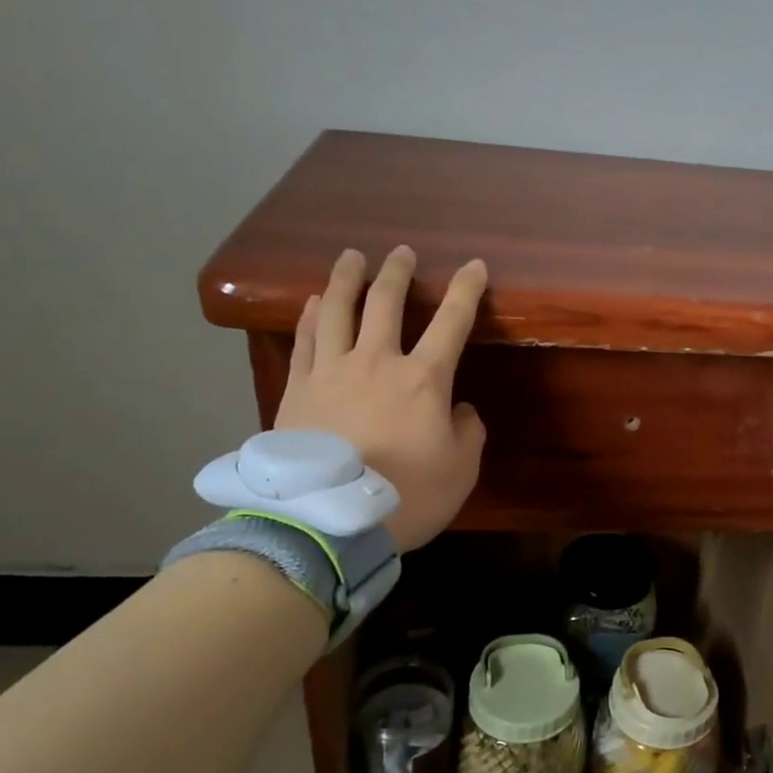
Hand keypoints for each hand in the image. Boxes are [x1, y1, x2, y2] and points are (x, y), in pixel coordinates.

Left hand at [275, 246, 487, 551]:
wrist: (331, 520)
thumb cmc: (408, 495)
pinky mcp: (298, 389)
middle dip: (398, 272)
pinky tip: (315, 303)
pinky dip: (312, 316)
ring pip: (338, 310)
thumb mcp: (461, 470)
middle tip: (402, 252)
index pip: (452, 321)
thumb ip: (468, 431)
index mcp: (423, 379)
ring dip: (347, 279)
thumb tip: (460, 409)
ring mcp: (331, 372)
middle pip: (386, 302)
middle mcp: (376, 361)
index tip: (475, 266)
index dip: (466, 290)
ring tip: (351, 257)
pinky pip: (305, 340)